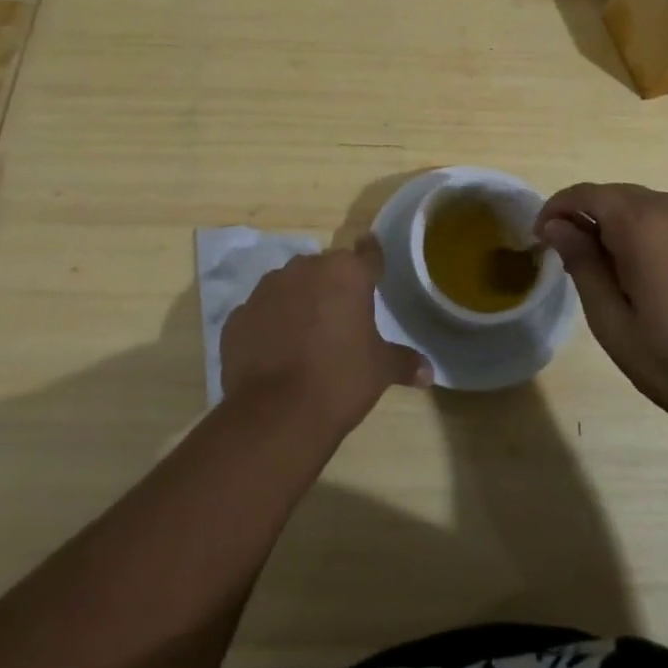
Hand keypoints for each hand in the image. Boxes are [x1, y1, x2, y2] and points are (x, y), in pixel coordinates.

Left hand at [220, 236, 431, 438]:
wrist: (276, 414)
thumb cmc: (340, 380)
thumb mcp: (380, 370)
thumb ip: (403, 362)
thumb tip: (428, 371)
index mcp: (346, 273)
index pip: (367, 253)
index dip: (372, 257)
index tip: (372, 256)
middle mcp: (305, 268)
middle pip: (325, 269)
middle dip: (332, 286)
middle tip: (340, 315)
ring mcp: (267, 289)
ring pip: (289, 286)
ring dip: (298, 301)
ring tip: (304, 335)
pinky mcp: (239, 315)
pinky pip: (261, 313)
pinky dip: (269, 325)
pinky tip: (274, 352)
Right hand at [538, 183, 667, 448]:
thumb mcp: (617, 326)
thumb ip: (584, 266)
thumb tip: (558, 226)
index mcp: (644, 225)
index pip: (586, 194)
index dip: (557, 209)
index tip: (542, 237)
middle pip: (619, 196)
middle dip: (591, 219)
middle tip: (578, 261)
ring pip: (652, 208)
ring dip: (626, 228)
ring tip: (623, 275)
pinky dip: (661, 237)